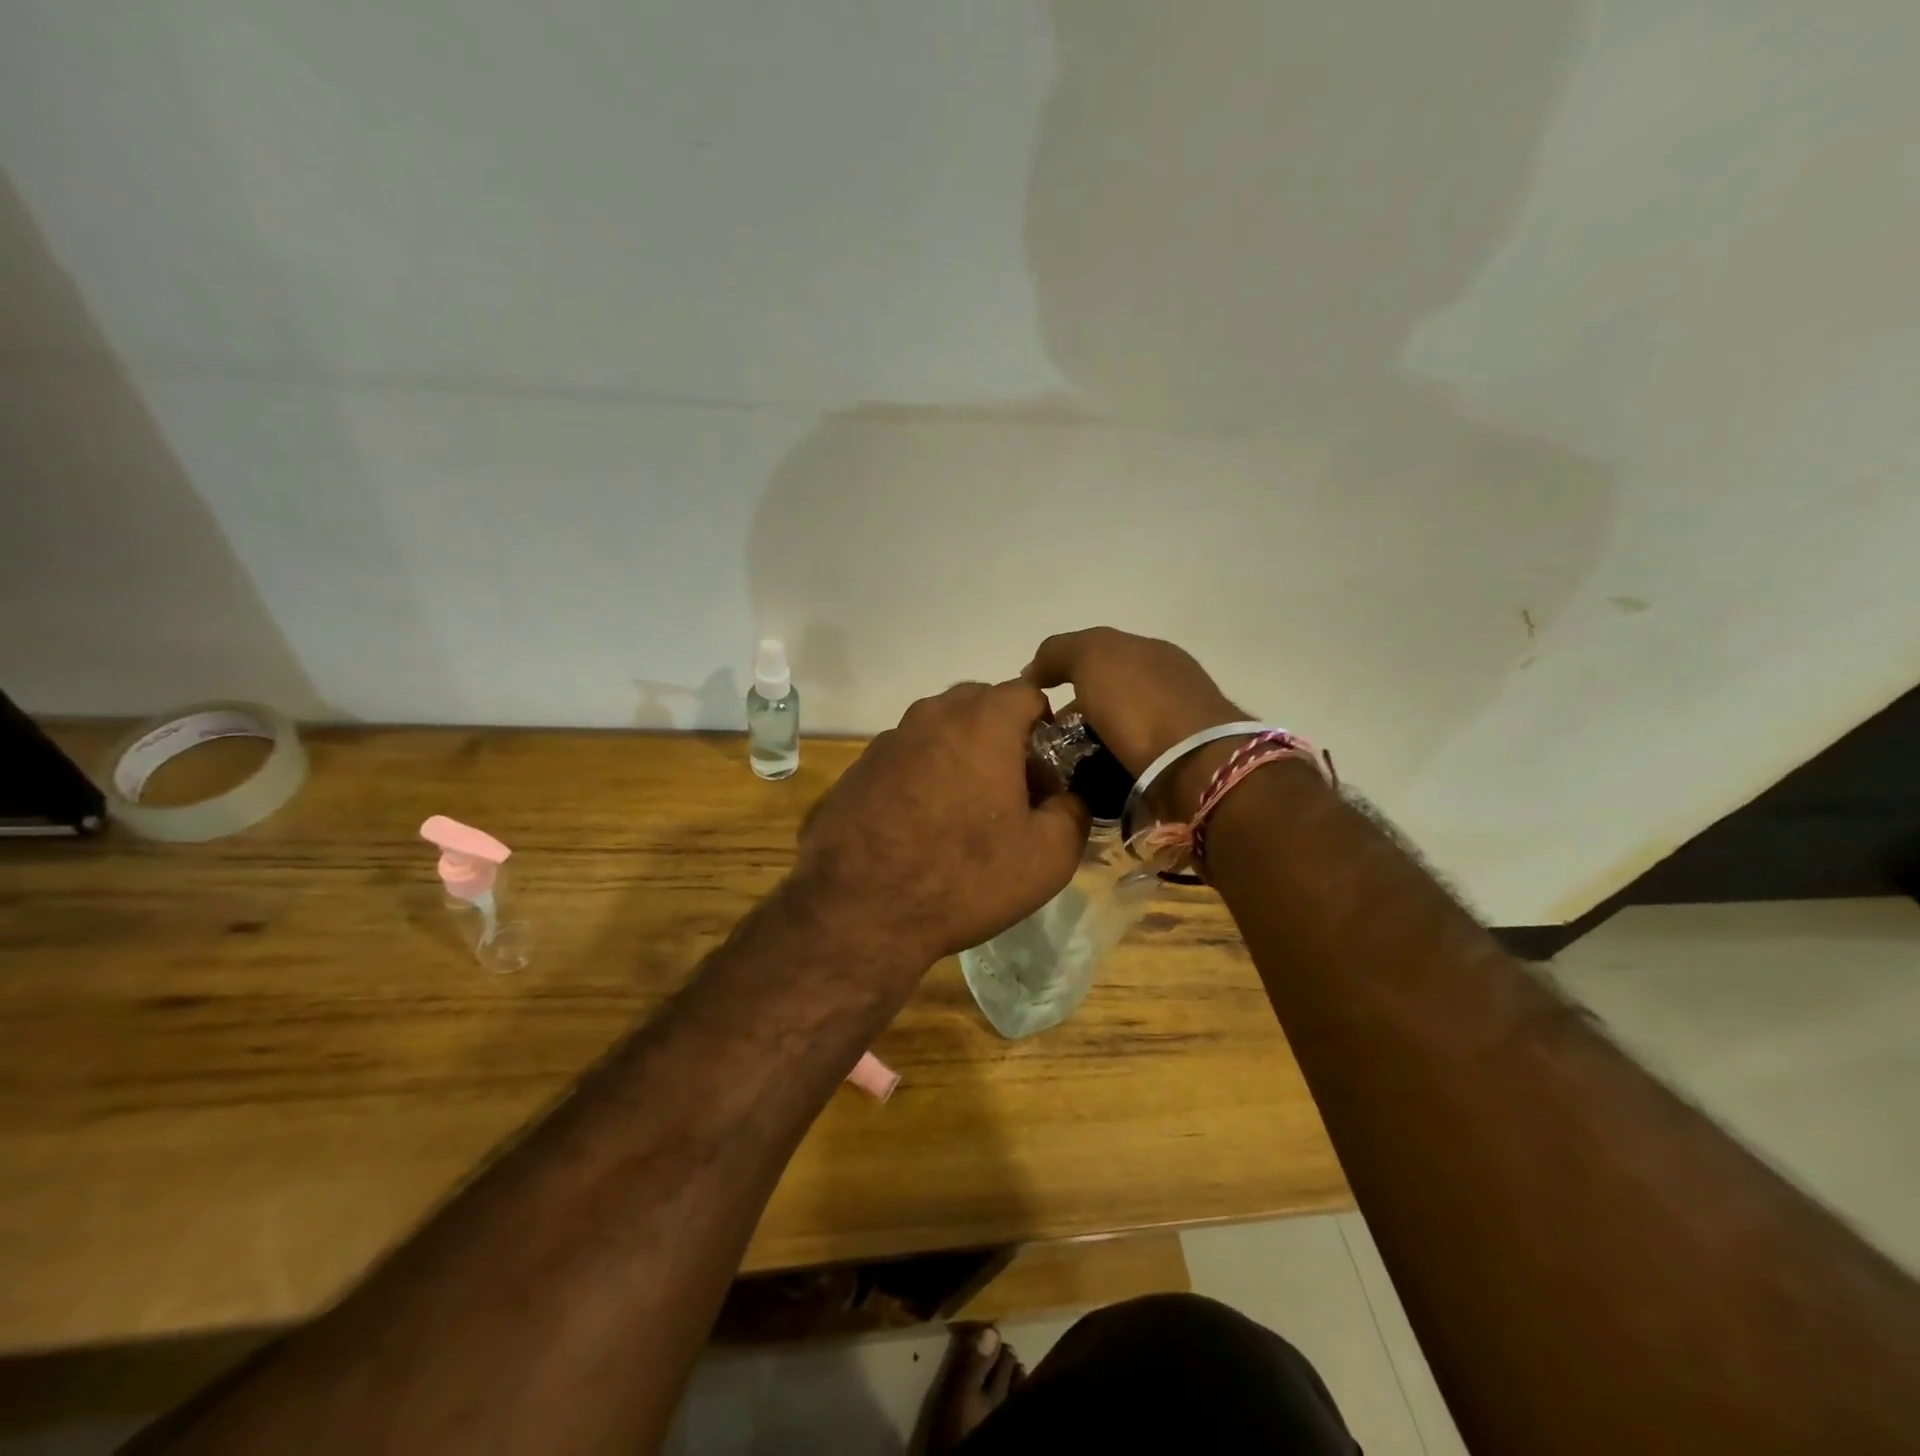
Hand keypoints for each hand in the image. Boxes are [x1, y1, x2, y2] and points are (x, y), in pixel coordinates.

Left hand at [792, 680, 1090, 967]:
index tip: (1046, 770)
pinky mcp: (858, 768)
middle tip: (1010, 789)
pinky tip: (921, 823)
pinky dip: (923, 773)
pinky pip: (906, 755)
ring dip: (961, 754)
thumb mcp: (1048, 856)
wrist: (860, 913)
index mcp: (982, 723)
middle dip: (1003, 735)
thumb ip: (1074, 810)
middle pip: (980, 704)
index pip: (1027, 692)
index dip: (1046, 726)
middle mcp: (931, 716)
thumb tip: (1067, 796)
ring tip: (963, 810)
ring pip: (940, 729)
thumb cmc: (964, 878)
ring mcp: (888, 740)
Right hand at [1024, 627, 1245, 818]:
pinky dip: (1110, 768)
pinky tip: (1092, 782)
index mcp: (1152, 652)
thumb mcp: (1093, 656)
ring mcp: (1177, 728)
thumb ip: (1059, 652)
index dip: (1062, 673)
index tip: (1037, 703)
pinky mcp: (1180, 767)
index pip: (1097, 655)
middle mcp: (1168, 684)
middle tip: (1044, 741)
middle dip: (1076, 714)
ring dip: (1092, 744)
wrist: (1196, 767)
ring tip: (1062, 768)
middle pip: (1108, 695)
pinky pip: (1131, 762)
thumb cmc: (1141, 704)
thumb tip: (1033, 672)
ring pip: (1118, 732)